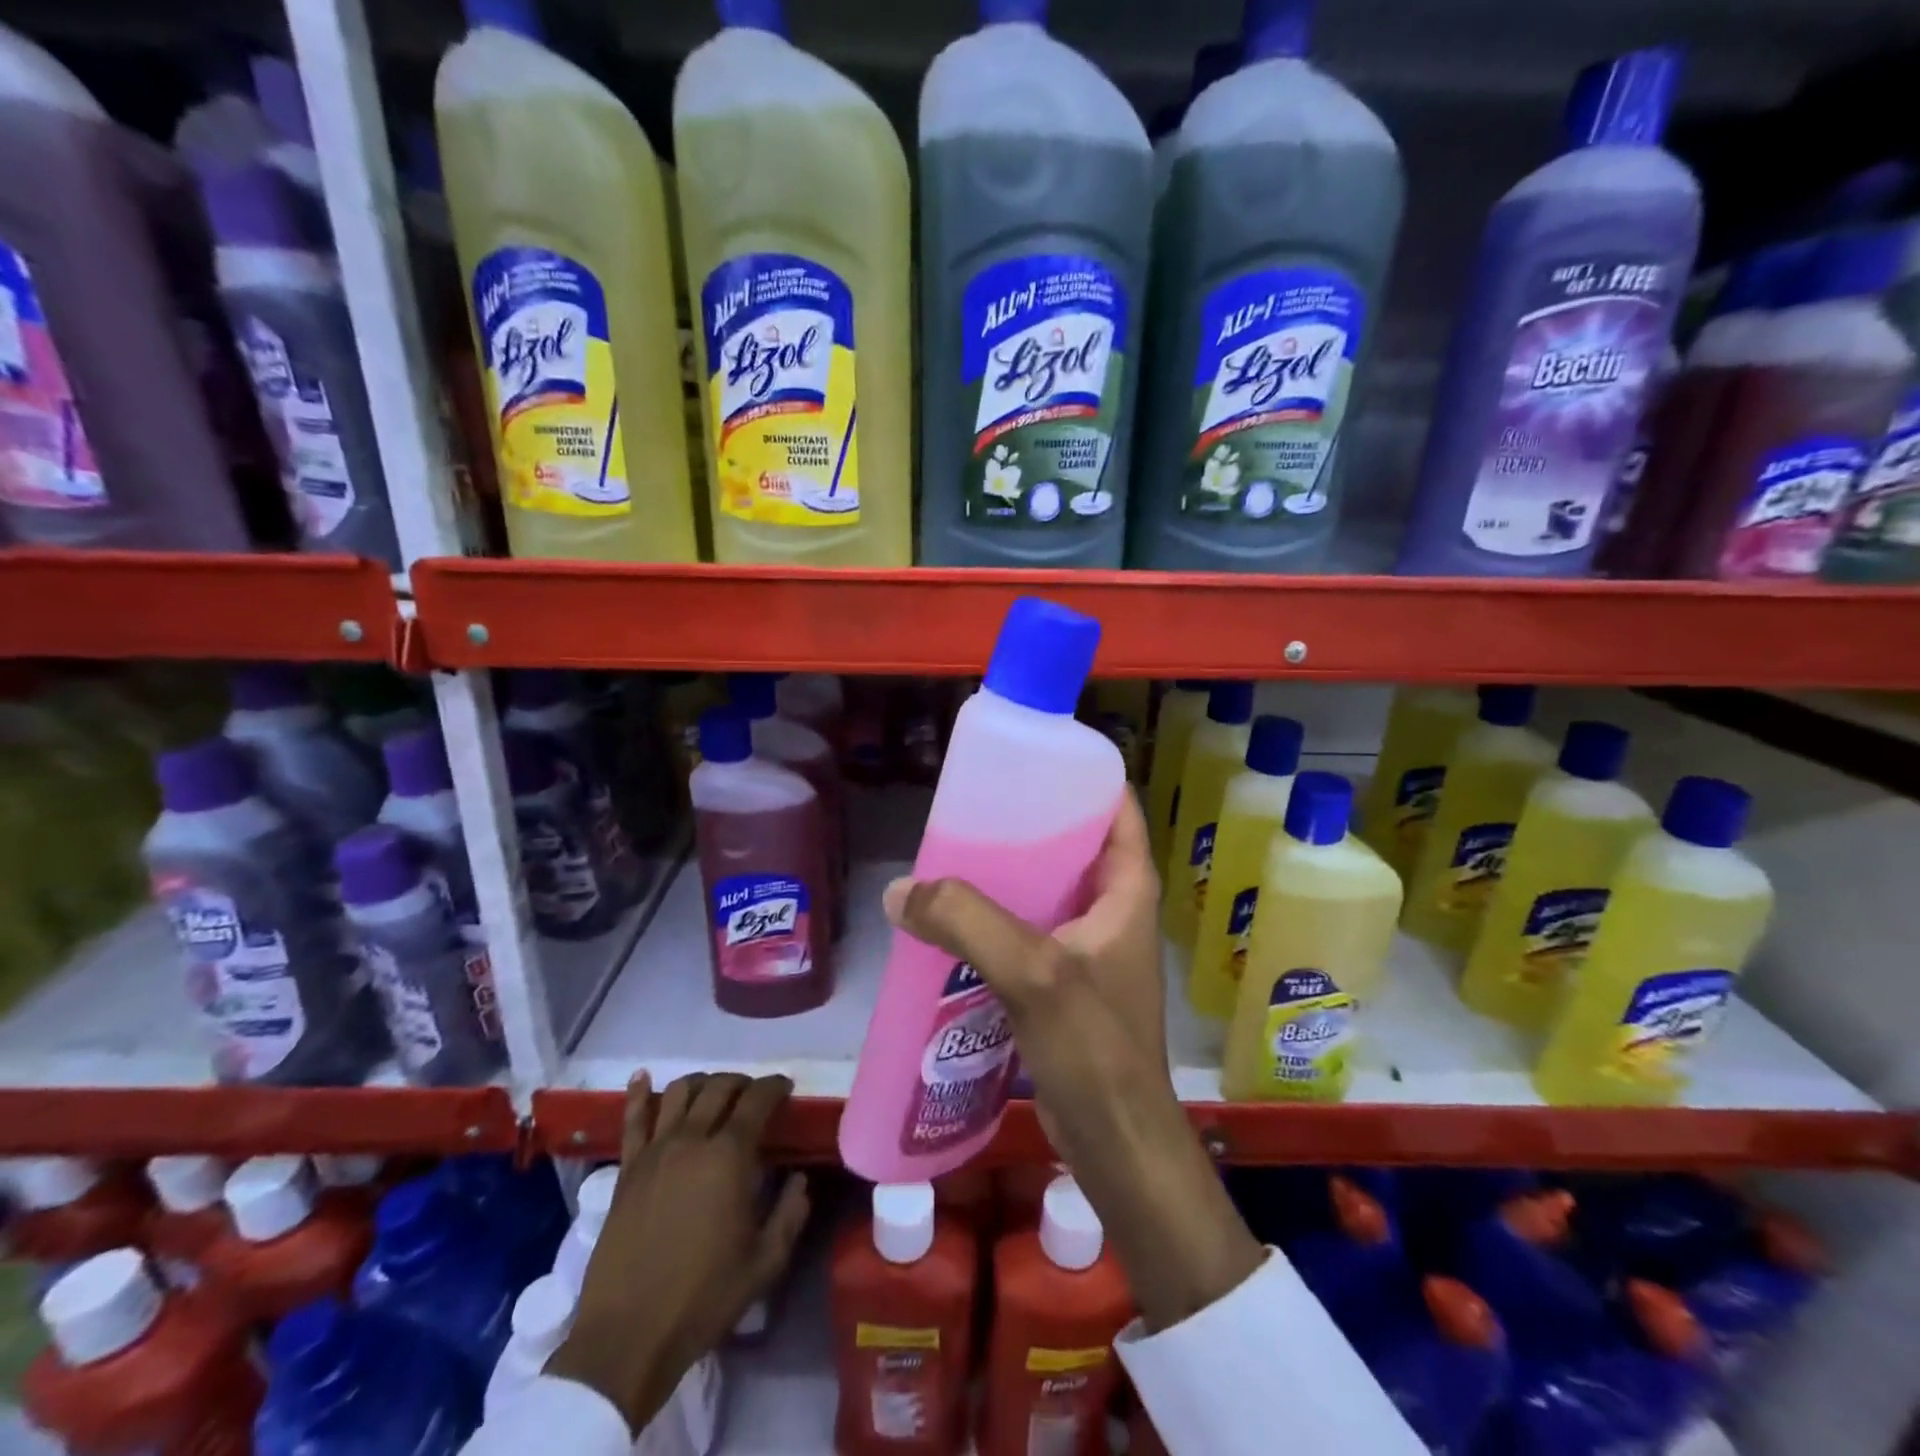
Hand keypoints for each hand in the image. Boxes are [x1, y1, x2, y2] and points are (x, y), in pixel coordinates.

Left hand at [546, 1073, 810, 1431]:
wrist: (628, 1337)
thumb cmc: (704, 1298)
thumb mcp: (765, 1262)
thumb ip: (790, 1213)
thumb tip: (798, 1179)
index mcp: (730, 1156)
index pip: (758, 1100)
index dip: (775, 1086)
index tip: (786, 1087)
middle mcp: (692, 1140)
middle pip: (719, 1088)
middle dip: (742, 1082)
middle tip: (754, 1095)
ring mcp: (654, 1152)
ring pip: (680, 1092)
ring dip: (702, 1083)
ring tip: (713, 1092)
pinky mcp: (626, 1170)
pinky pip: (633, 1119)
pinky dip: (639, 1093)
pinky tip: (643, 1077)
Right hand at [882, 792, 1262, 1330]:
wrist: (1117, 1144)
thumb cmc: (1094, 1049)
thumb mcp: (1033, 974)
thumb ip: (969, 923)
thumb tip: (901, 890)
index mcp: (1127, 890)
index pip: (1117, 810)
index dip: (1083, 778)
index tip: (1032, 761)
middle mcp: (1113, 911)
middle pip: (1074, 845)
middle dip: (1030, 824)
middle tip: (975, 809)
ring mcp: (1090, 949)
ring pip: (1048, 890)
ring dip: (1009, 874)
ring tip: (955, 855)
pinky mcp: (1066, 983)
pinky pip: (1030, 931)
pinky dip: (999, 919)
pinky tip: (956, 920)